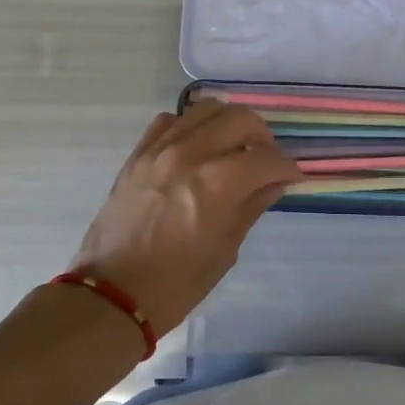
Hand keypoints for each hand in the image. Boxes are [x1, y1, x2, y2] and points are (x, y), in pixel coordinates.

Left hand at [68, 103, 298, 336]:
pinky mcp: (138, 154)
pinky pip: (170, 121)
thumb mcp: (225, 249)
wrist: (112, 295)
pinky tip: (196, 148)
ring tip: (233, 147)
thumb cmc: (176, 283)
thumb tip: (275, 182)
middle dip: (263, 137)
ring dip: (229, 123)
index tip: (292, 177)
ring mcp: (160, 150)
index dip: (287, 167)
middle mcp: (190, 154)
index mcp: (217, 183)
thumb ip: (252, 206)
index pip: (266, 159)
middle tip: (266, 160)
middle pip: (240, 119)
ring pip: (206, 109)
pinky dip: (190, 127)